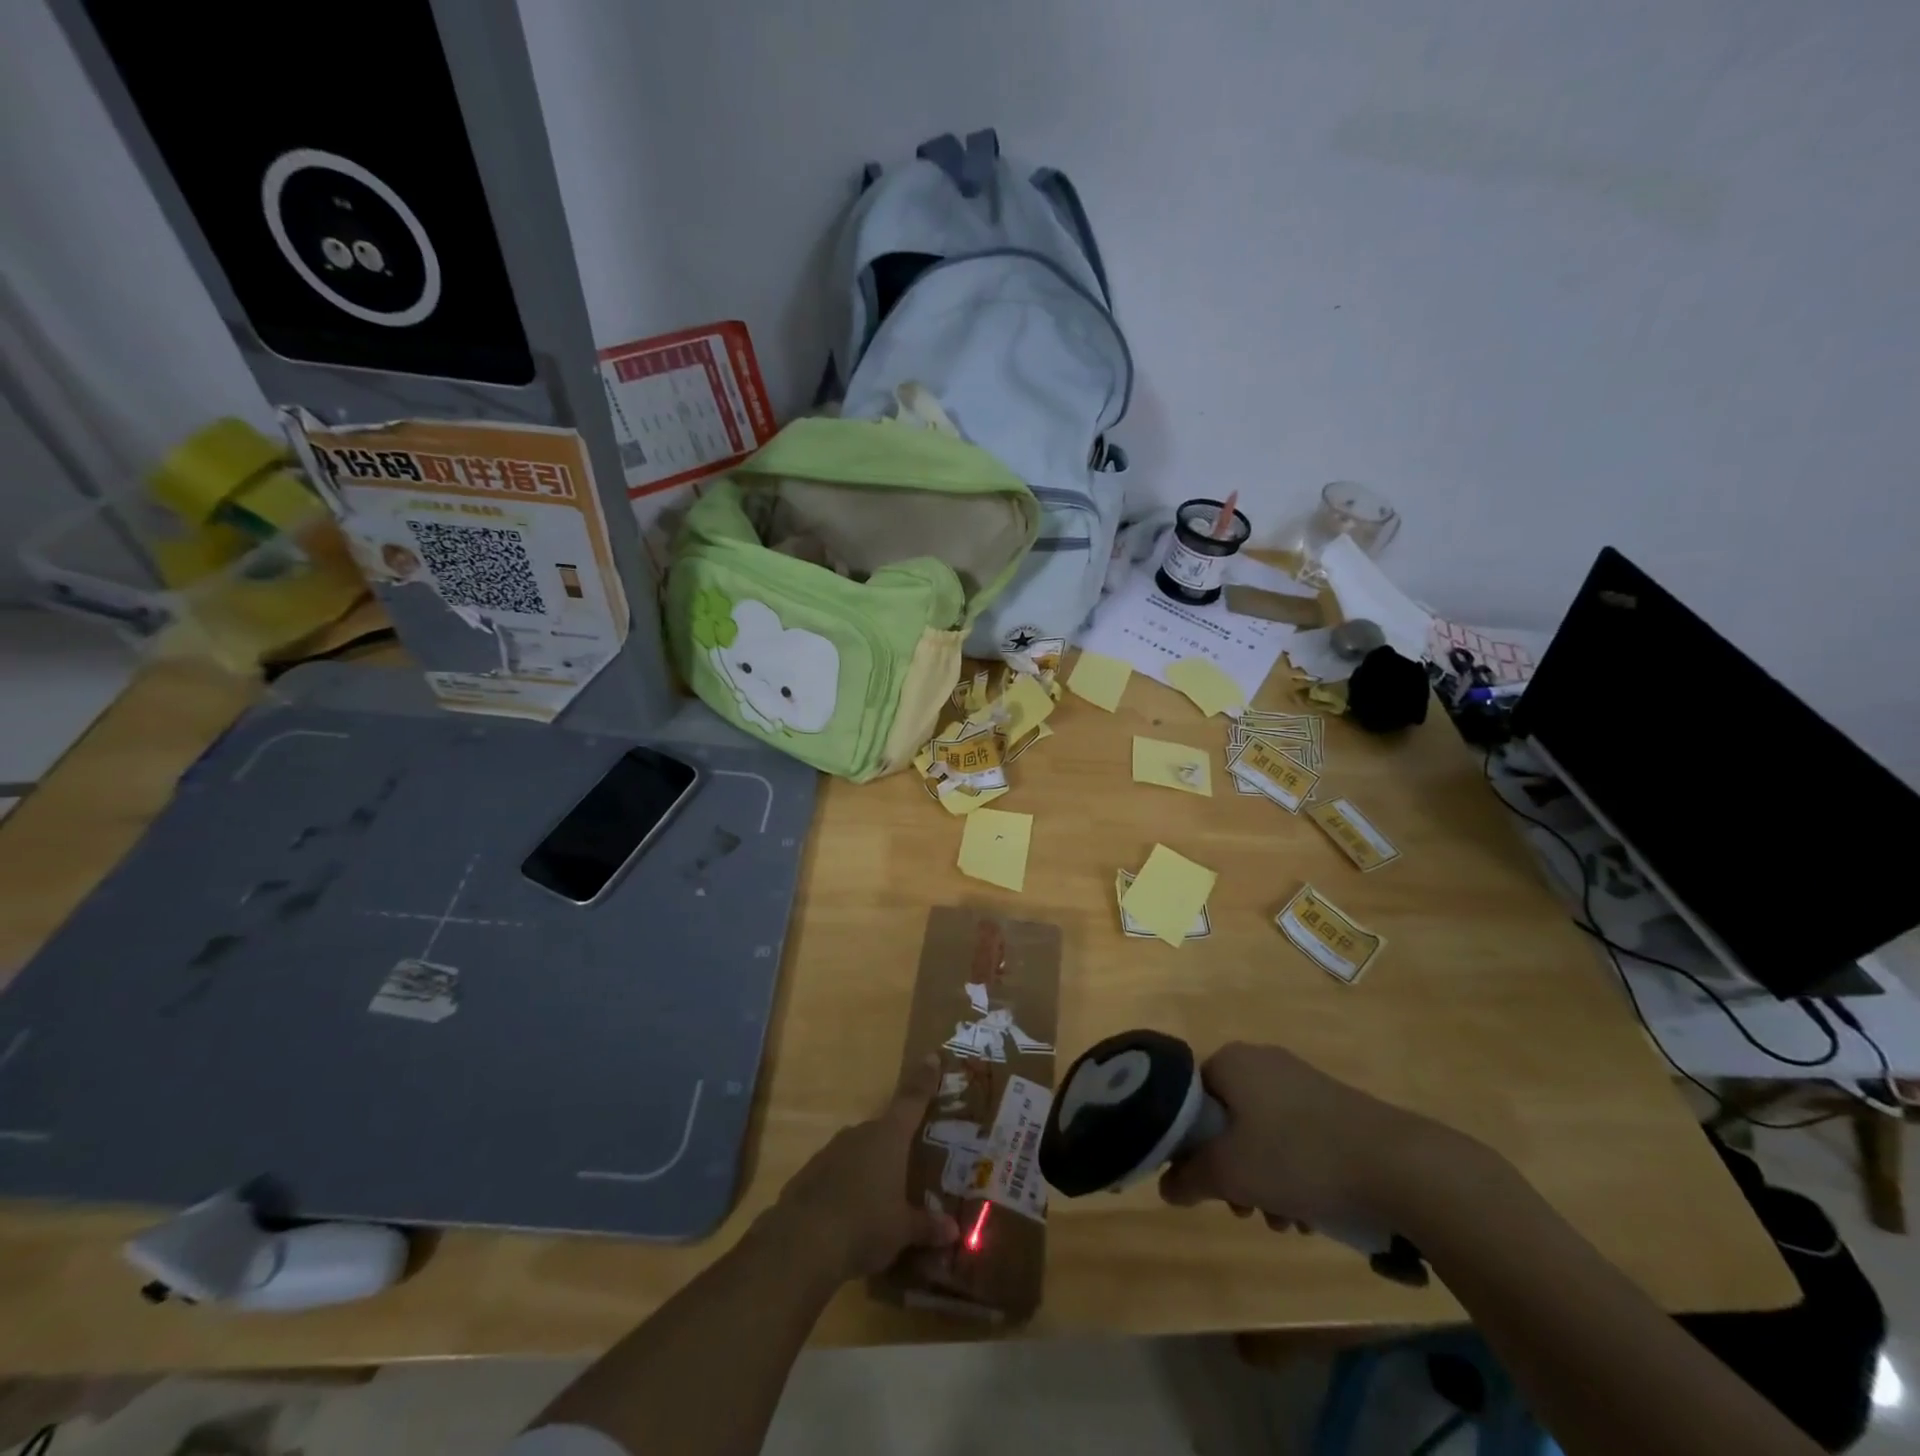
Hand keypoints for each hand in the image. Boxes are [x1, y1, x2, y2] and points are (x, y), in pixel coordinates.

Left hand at [763, 1054, 959, 1283]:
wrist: (801, 1243)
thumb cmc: (865, 1226)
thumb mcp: (902, 1231)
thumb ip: (927, 1226)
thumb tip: (953, 1230)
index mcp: (889, 1137)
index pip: (912, 1100)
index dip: (924, 1080)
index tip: (932, 1057)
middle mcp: (861, 1134)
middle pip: (884, 1130)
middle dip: (895, 1144)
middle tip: (907, 1162)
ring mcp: (831, 1151)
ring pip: (858, 1151)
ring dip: (868, 1166)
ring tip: (878, 1195)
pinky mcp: (808, 1173)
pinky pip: (835, 1172)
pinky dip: (844, 1185)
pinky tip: (847, 1213)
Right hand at [1160, 1042, 1445, 1230]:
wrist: (1399, 1166)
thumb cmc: (1297, 1157)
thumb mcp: (1229, 1173)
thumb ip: (1188, 1177)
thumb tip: (1166, 1185)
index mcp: (1231, 1061)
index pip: (1189, 1097)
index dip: (1189, 1143)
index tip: (1204, 1182)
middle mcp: (1263, 1061)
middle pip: (1227, 1119)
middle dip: (1232, 1170)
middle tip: (1244, 1210)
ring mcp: (1303, 1082)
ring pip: (1263, 1134)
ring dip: (1264, 1180)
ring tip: (1285, 1222)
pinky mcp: (1335, 1107)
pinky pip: (1297, 1138)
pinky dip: (1296, 1173)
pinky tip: (1312, 1212)